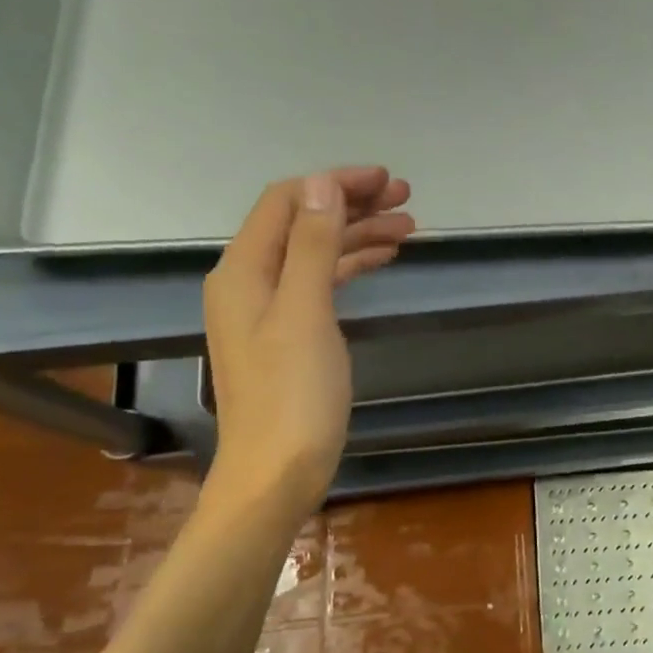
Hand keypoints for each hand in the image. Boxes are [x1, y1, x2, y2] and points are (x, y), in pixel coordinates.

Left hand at [202, 167, 414, 508]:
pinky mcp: (289, 335)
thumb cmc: (293, 394)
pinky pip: (320, 284)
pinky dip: (350, 267)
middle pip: (302, 224)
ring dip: (357, 235)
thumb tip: (322, 183)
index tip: (385, 180)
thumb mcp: (306, 313)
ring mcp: (269, 310)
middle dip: (352, 206)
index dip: (334, 183)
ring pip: (315, 254)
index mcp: (244, 270)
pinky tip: (381, 262)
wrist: (277, 472)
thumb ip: (312, 245)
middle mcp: (250, 282)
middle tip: (406, 200)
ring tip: (408, 228)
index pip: (287, 202)